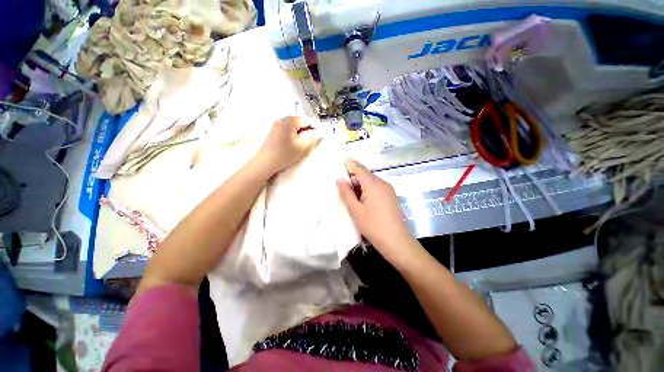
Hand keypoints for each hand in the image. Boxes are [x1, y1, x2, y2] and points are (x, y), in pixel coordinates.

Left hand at [254, 116, 321, 175]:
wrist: (264, 163)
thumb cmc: (284, 155)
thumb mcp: (302, 147)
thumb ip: (314, 137)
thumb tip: (324, 130)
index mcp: (289, 121)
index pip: (307, 120)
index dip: (314, 129)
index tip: (316, 139)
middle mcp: (282, 119)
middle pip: (300, 122)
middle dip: (307, 131)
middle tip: (309, 143)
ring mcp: (276, 124)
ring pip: (294, 126)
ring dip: (300, 134)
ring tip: (301, 145)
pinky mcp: (274, 131)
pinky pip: (288, 129)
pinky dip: (293, 135)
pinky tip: (293, 145)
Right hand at [336, 159, 414, 260]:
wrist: (396, 241)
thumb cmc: (372, 225)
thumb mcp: (355, 209)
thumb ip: (346, 192)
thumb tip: (339, 179)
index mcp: (373, 183)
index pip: (359, 168)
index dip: (349, 167)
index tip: (339, 170)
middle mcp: (382, 182)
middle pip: (365, 175)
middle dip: (354, 180)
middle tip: (345, 192)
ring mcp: (389, 189)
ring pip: (371, 182)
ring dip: (361, 187)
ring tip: (354, 201)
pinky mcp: (391, 196)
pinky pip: (377, 188)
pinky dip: (368, 191)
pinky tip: (364, 203)